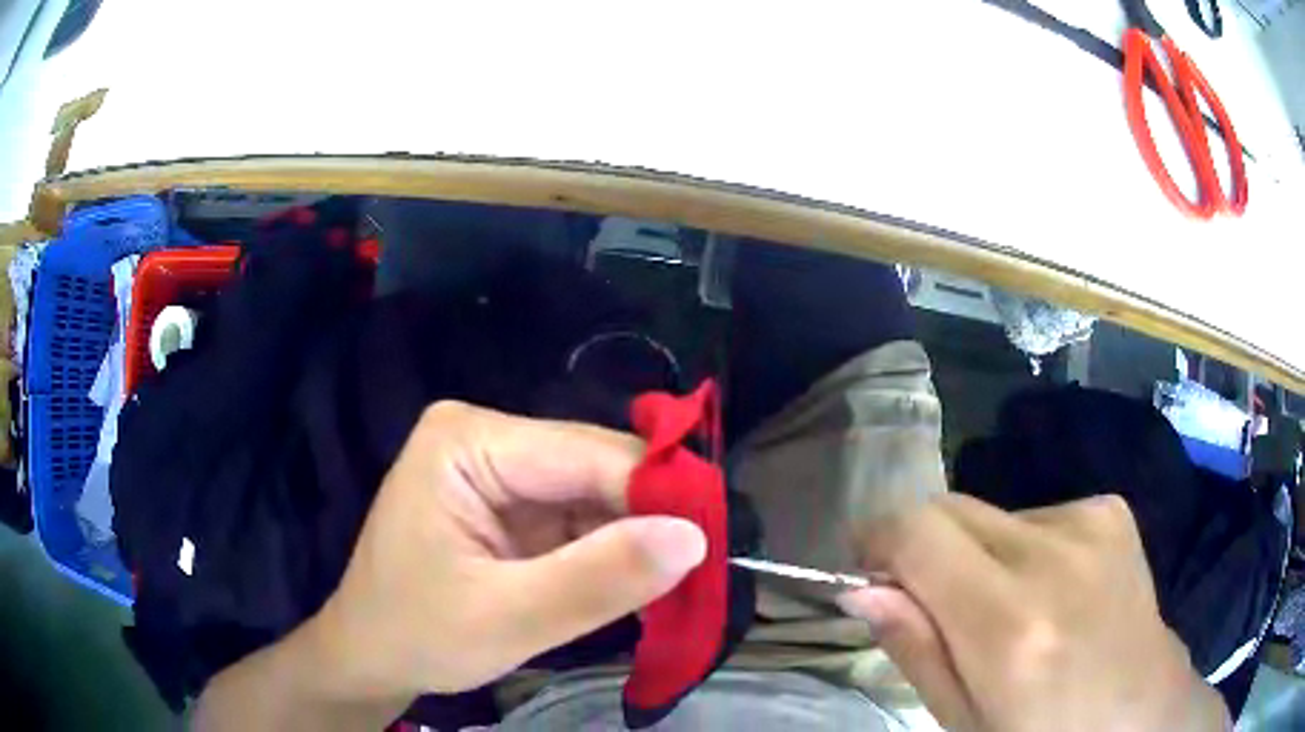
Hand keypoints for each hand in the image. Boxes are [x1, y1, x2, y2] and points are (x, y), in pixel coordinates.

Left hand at [305, 402, 706, 701]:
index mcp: (469, 441)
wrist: (371, 657)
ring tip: (680, 584)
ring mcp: (500, 471)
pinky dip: (613, 553)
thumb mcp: (506, 619)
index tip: (717, 545)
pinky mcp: (512, 504)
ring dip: (636, 541)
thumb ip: (598, 580)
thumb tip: (694, 539)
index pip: (588, 453)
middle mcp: (487, 439)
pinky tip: (638, 583)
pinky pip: (581, 520)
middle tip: (705, 572)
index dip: (660, 494)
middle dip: (650, 521)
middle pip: (596, 469)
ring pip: (597, 496)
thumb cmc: (417, 634)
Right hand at [837, 494, 1228, 731]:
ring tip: (1008, 610)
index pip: (917, 532)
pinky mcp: (1111, 511)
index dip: (877, 539)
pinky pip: (1037, 514)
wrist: (1141, 712)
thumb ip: (915, 650)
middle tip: (936, 605)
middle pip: (950, 508)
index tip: (867, 569)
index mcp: (1011, 627)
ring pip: (992, 514)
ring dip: (979, 555)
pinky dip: (1025, 548)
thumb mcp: (963, 722)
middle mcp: (1054, 557)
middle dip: (925, 549)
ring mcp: (1091, 523)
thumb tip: (862, 588)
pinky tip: (1053, 591)